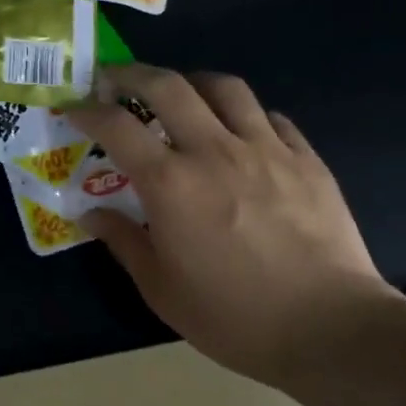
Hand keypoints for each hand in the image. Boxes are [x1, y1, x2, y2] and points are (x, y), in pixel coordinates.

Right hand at [67, 64, 393, 382]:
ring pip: (224, 87)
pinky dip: (246, 115)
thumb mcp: (161, 289)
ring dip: (192, 82)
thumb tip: (90, 213)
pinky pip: (270, 117)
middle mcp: (213, 151)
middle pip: (167, 85)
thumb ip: (123, 241)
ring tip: (182, 96)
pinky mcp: (306, 159)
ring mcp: (265, 149)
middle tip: (116, 81)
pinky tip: (242, 133)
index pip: (116, 125)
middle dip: (132, 74)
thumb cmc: (234, 317)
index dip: (87, 110)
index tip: (73, 109)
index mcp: (170, 183)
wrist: (331, 331)